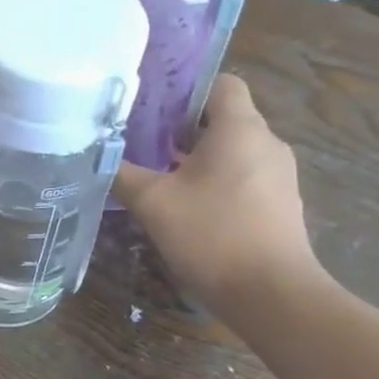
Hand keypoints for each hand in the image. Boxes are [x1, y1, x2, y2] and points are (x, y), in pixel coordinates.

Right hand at [111, 75, 321, 311]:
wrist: (271, 294)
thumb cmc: (212, 234)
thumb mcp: (153, 202)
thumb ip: (122, 172)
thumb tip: (98, 154)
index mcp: (240, 129)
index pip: (222, 84)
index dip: (186, 90)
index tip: (152, 109)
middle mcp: (266, 143)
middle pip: (223, 118)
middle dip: (182, 128)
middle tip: (142, 143)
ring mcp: (278, 176)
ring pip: (232, 150)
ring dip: (198, 158)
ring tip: (159, 177)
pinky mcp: (280, 204)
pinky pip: (243, 177)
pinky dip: (216, 182)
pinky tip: (188, 208)